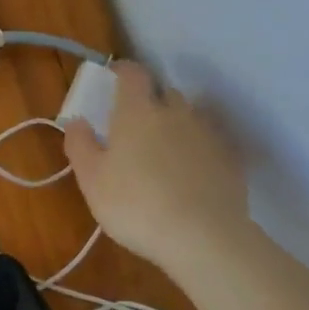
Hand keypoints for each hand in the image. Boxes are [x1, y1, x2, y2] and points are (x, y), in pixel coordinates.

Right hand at [62, 61, 249, 278]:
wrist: (205, 238)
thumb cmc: (136, 205)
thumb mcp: (92, 180)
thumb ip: (80, 145)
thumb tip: (78, 121)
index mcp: (138, 111)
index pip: (132, 73)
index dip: (122, 71)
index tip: (113, 79)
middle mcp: (176, 112)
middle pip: (164, 92)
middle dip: (151, 101)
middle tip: (136, 126)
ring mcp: (207, 134)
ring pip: (190, 117)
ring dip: (176, 125)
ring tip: (165, 153)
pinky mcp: (231, 159)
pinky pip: (210, 144)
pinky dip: (199, 150)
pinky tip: (192, 175)